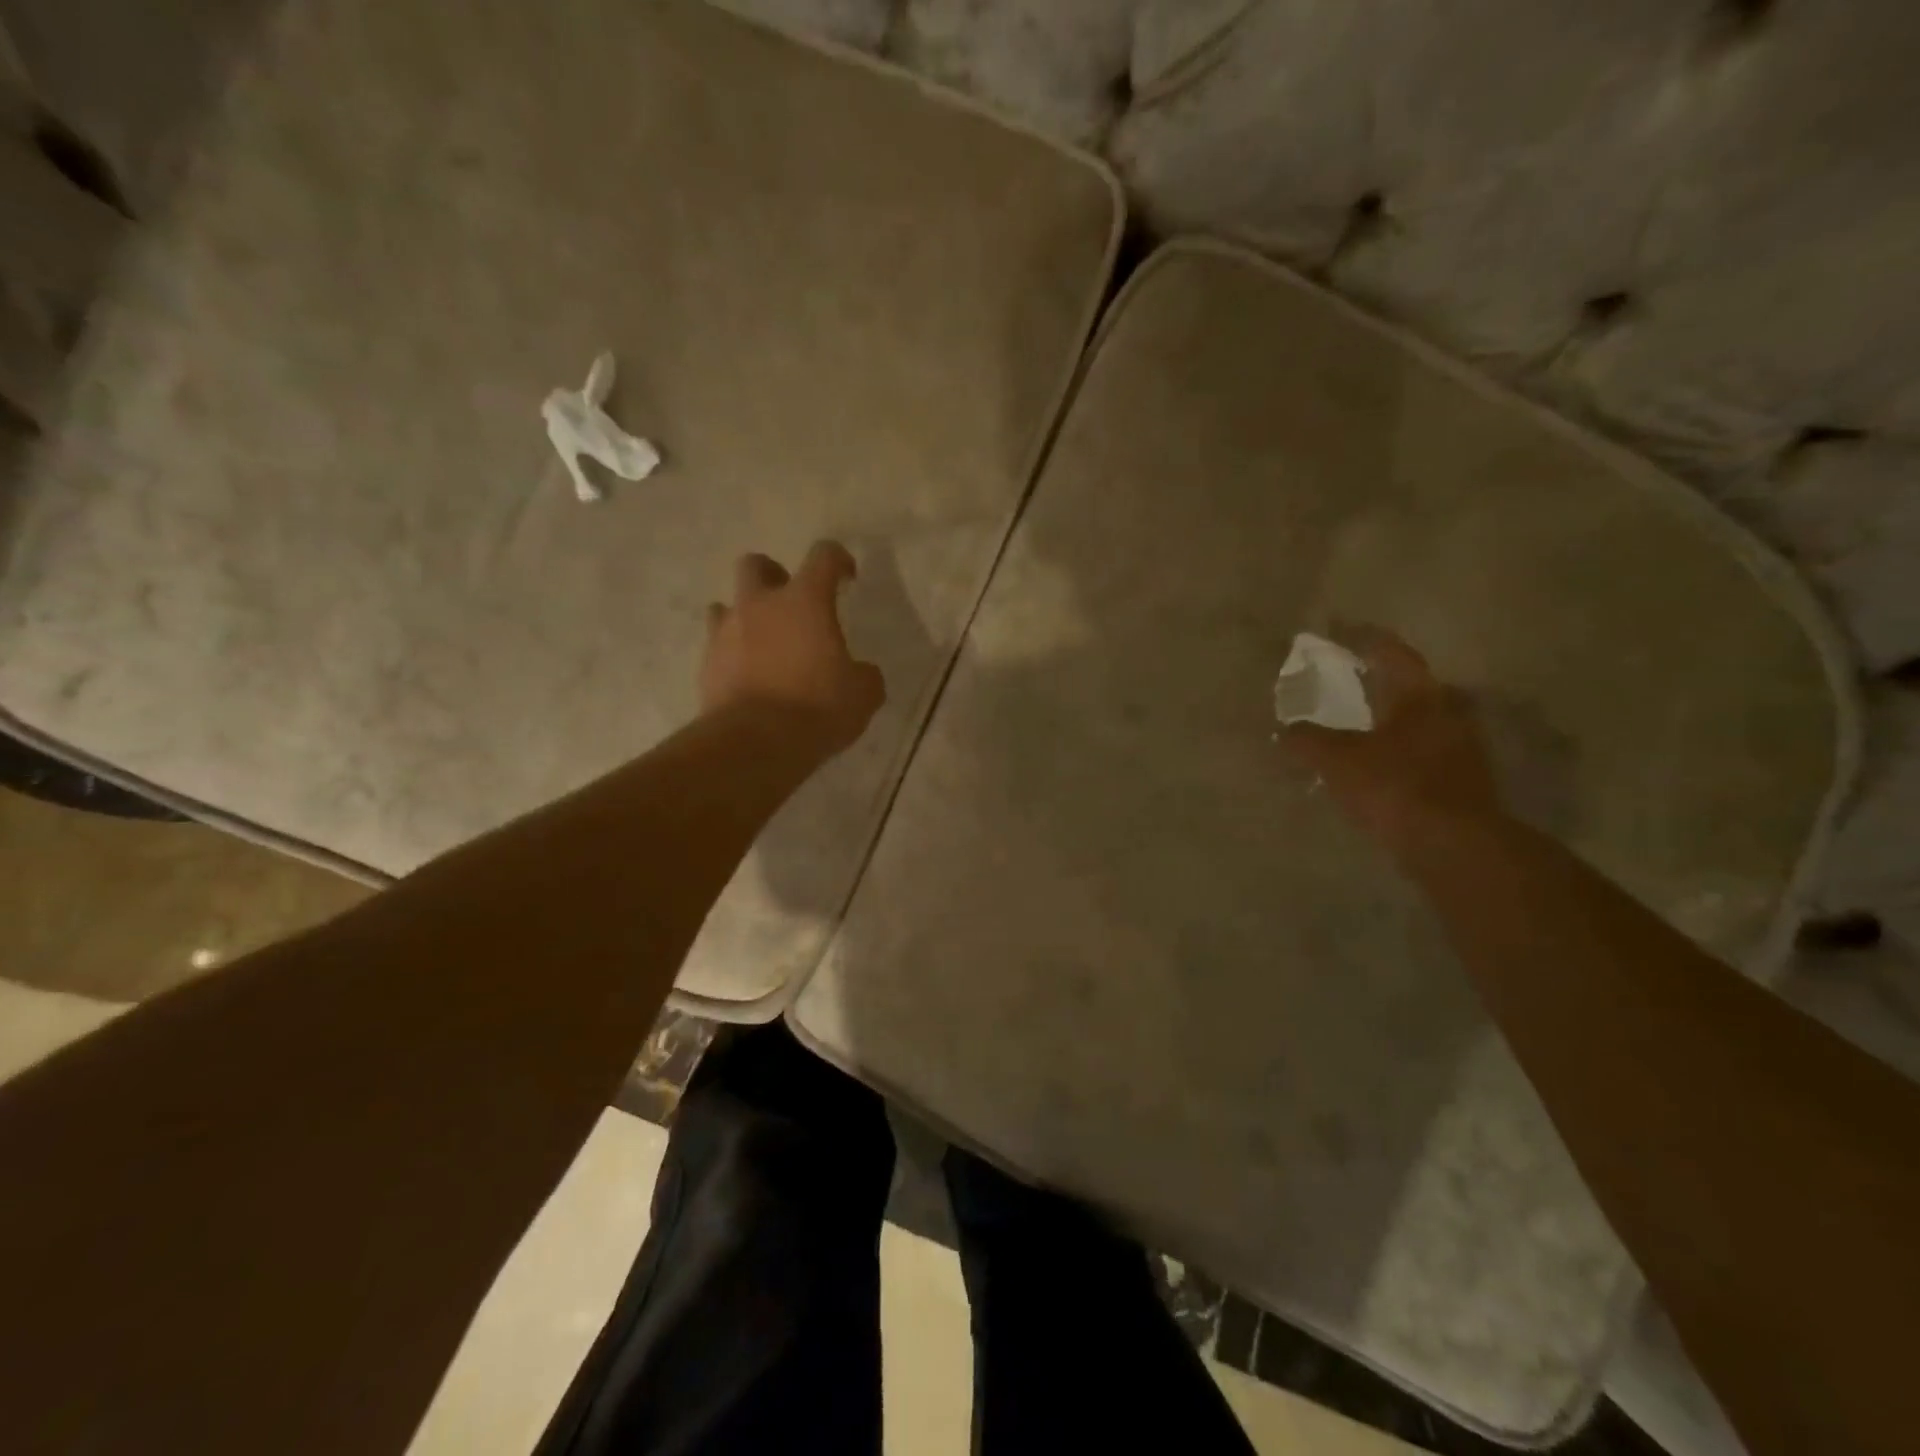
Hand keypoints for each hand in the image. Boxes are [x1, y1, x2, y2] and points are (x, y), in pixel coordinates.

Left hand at [699, 541, 886, 754]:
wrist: (755, 743)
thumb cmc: (817, 708)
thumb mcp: (863, 695)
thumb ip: (864, 675)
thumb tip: (861, 673)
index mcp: (805, 601)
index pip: (823, 556)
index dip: (838, 560)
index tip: (846, 577)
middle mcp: (760, 605)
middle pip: (756, 565)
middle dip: (773, 577)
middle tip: (791, 605)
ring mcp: (726, 632)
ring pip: (726, 605)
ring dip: (745, 617)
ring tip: (763, 644)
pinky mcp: (706, 664)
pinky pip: (716, 646)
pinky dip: (731, 654)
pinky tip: (747, 678)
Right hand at [1280, 624, 1500, 856]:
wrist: (1454, 845)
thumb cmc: (1395, 786)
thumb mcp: (1337, 760)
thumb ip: (1308, 740)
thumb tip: (1285, 730)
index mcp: (1420, 696)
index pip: (1392, 653)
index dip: (1364, 638)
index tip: (1340, 628)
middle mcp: (1448, 713)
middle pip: (1411, 686)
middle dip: (1380, 680)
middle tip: (1349, 678)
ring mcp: (1461, 749)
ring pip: (1420, 721)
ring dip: (1390, 718)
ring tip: (1358, 724)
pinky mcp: (1461, 781)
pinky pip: (1423, 753)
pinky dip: (1398, 750)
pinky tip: (1377, 765)